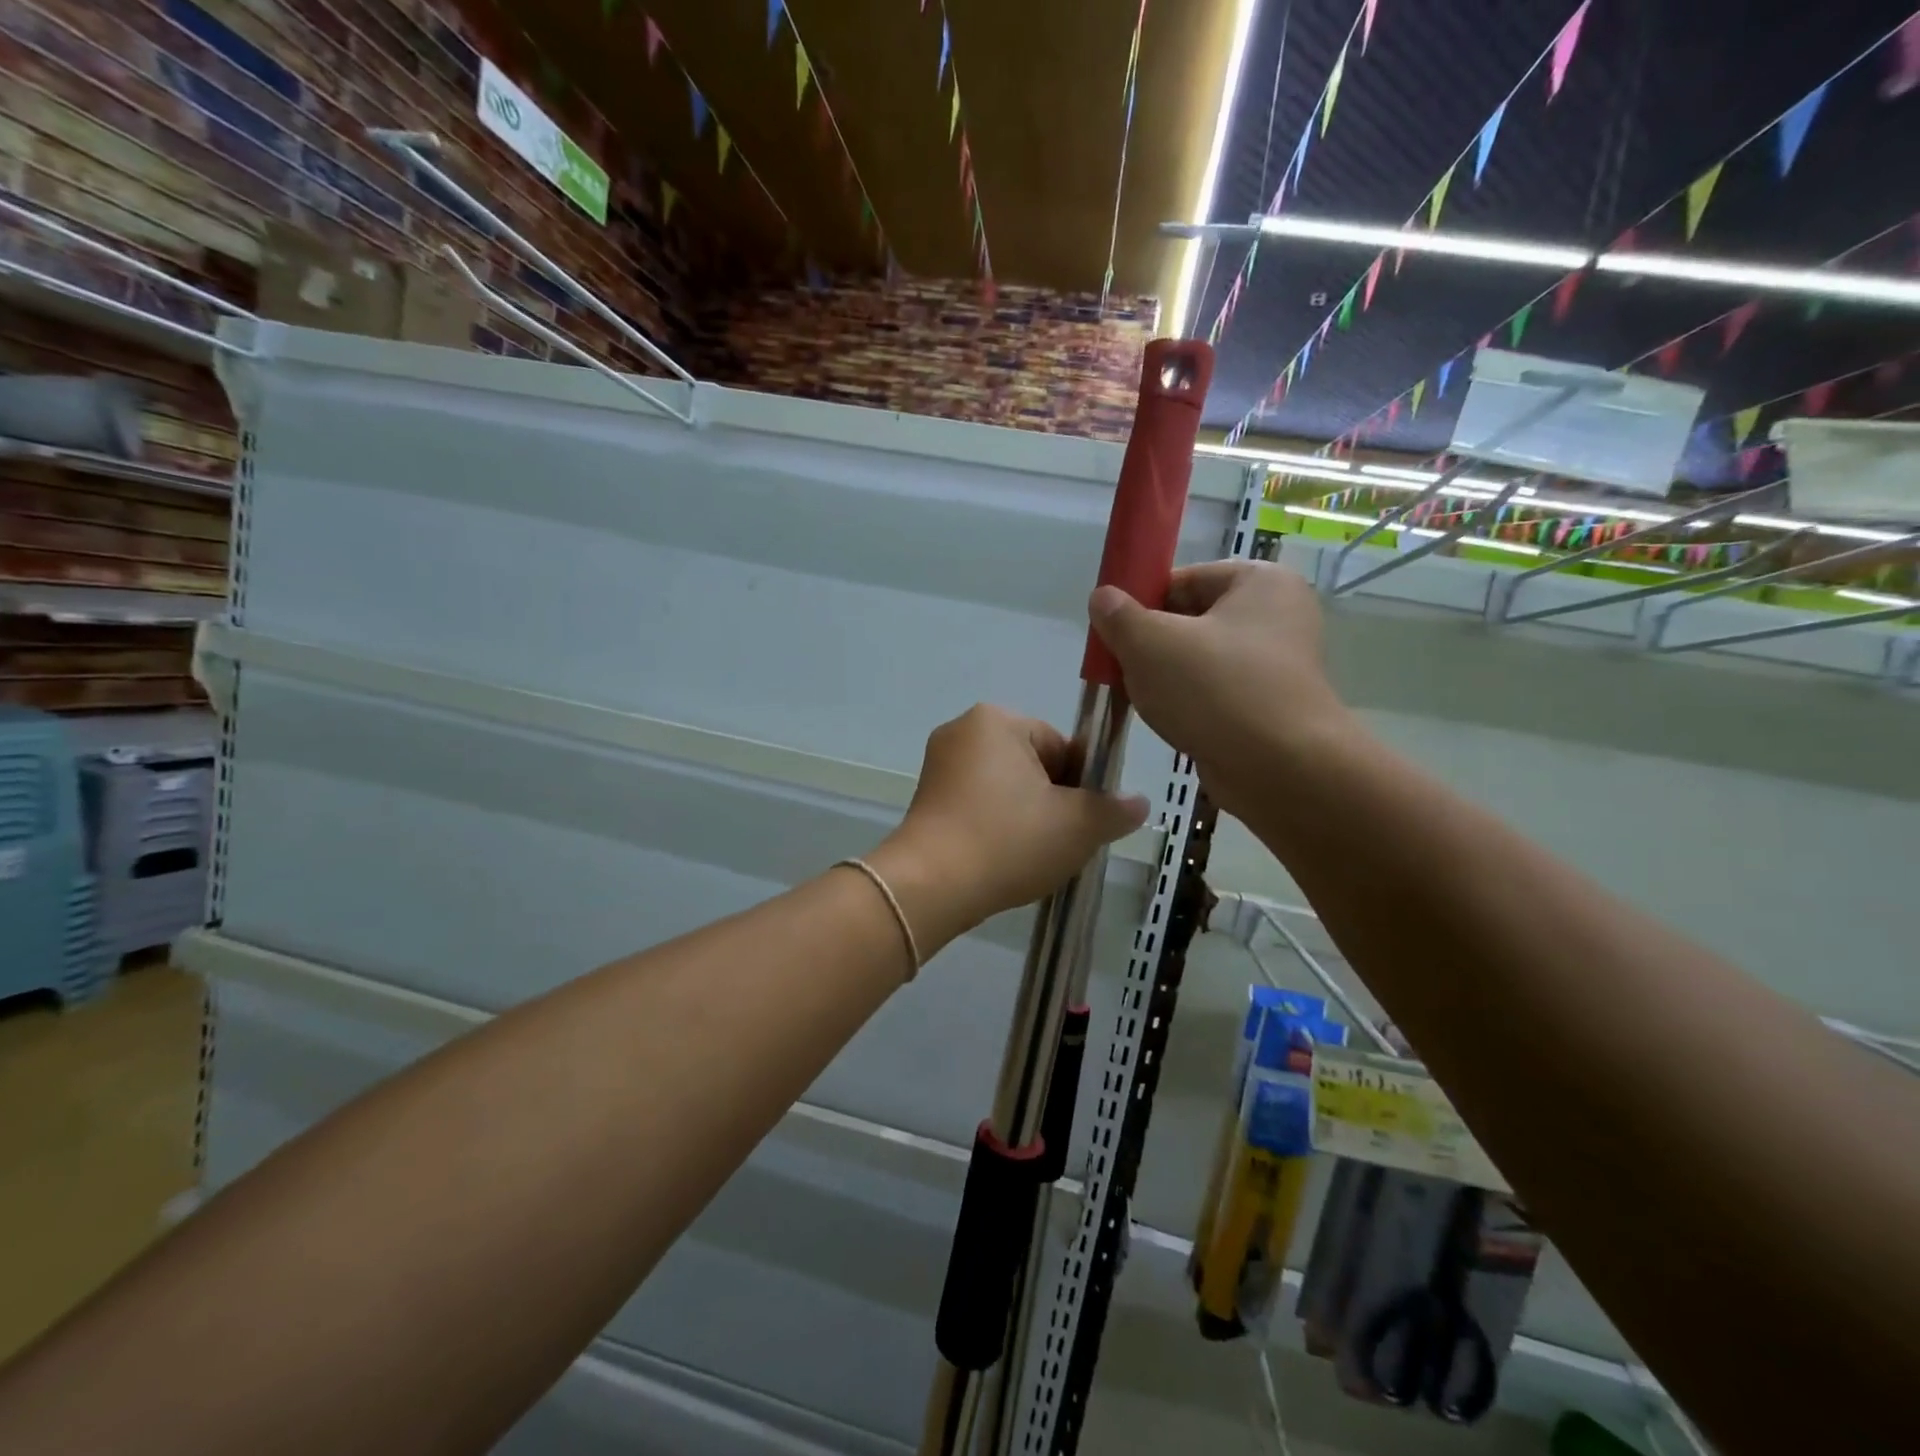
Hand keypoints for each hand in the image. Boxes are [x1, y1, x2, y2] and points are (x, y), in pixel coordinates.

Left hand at [868, 705, 1148, 950]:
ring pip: (1006, 788)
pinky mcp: (925, 797)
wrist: (930, 886)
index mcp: (997, 720)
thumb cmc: (1008, 840)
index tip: (1083, 822)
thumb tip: (1139, 803)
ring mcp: (939, 764)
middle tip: (1060, 843)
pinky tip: (1002, 858)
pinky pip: (977, 804)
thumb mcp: (1077, 826)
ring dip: (1026, 817)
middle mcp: (963, 731)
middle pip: (1033, 765)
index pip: (1062, 746)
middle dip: (1053, 802)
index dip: (1082, 786)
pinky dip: (996, 826)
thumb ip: (1114, 810)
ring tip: (1031, 856)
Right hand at [1088, 561, 1350, 816]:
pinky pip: (1217, 693)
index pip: (1184, 579)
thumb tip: (1102, 598)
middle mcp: (1279, 616)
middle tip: (1119, 667)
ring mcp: (1279, 664)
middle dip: (1151, 643)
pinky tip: (1166, 720)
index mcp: (1261, 582)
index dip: (1142, 602)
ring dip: (1166, 676)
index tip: (1113, 632)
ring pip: (1201, 660)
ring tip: (1139, 696)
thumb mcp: (1150, 643)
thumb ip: (1119, 616)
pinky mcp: (1272, 706)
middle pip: (1192, 619)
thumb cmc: (1215, 690)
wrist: (1280, 770)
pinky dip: (1189, 703)